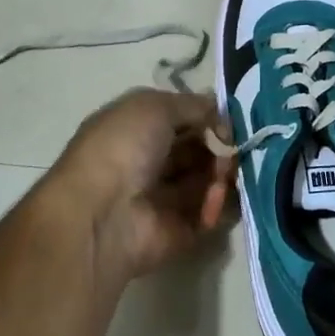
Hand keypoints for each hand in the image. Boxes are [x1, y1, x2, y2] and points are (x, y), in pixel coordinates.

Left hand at [51, 88, 233, 280]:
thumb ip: (191, 105)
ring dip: (224, 172)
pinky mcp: (182, 230)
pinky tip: (214, 197)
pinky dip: (221, 203)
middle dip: (221, 145)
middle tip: (231, 147)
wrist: (102, 216)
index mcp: (136, 129)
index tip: (228, 118)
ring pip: (211, 178)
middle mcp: (150, 161)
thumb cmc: (122, 149)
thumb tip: (218, 112)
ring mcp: (166, 198)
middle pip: (201, 148)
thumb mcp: (153, 106)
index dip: (207, 116)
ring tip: (224, 172)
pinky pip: (213, 212)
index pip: (182, 118)